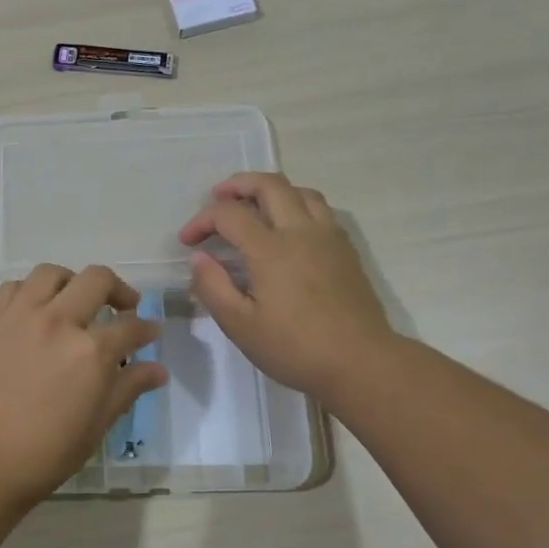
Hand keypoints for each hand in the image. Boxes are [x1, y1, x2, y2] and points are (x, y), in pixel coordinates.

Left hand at [0, 264, 167, 506]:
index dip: (147, 329)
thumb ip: (129, 387)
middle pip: (96, 280)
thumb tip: (158, 369)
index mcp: (91, 350)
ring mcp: (20, 316)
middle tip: (122, 307)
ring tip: (74, 300)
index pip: (130, 326)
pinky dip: (29, 292)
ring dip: (71, 282)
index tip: (150, 333)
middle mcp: (58, 321)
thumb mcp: (99, 423)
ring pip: (51, 273)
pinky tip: (35, 310)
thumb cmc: (49, 450)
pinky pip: (12, 288)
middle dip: (118, 290)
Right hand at [178, 173, 395, 401]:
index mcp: (270, 249)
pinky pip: (320, 208)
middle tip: (217, 197)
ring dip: (270, 190)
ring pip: (299, 191)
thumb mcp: (240, 325)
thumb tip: (199, 258)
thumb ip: (213, 287)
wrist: (360, 362)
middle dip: (237, 184)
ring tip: (253, 205)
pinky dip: (296, 204)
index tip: (187, 242)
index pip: (229, 214)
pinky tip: (288, 227)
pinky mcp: (345, 249)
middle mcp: (300, 231)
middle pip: (269, 184)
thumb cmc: (295, 348)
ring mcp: (328, 237)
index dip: (201, 220)